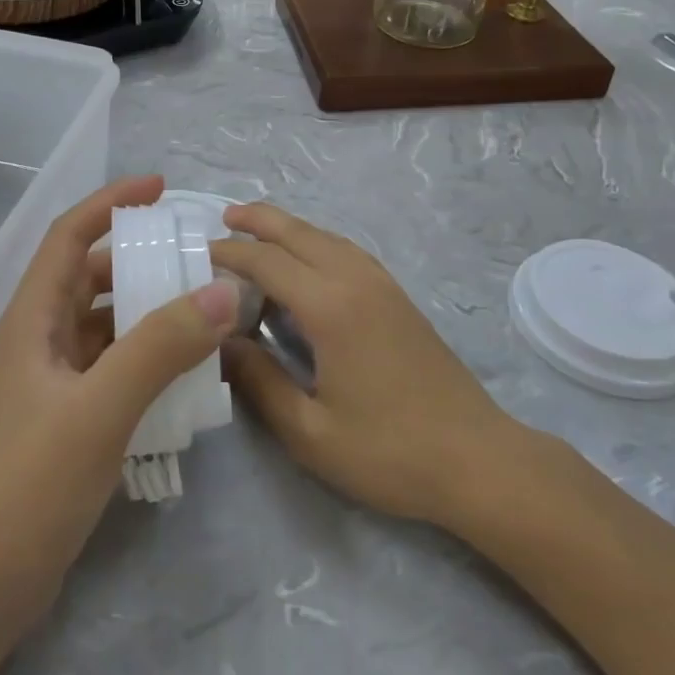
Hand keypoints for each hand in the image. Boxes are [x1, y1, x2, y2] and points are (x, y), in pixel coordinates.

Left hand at [0, 175, 238, 627]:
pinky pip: (114, 366)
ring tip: (203, 309)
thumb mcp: (101, 408)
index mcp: (33, 318)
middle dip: (140, 260)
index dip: (109, 203)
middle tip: (196, 258)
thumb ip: (161, 346)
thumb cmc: (29, 483)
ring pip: (107, 324)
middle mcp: (40, 339)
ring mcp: (53, 382)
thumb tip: (224, 291)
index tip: (159, 188)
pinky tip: (185, 372)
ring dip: (149, 311)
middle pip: (91, 277)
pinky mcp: (68, 419)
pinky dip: (148, 357)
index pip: (69, 236)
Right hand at [210, 203, 511, 528]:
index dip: (230, 253)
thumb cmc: (389, 451)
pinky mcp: (398, 297)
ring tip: (258, 230)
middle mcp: (356, 281)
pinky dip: (317, 242)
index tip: (197, 253)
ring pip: (327, 237)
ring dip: (289, 228)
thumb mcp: (311, 432)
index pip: (268, 261)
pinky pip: (348, 251)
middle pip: (299, 233)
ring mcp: (382, 285)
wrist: (477, 458)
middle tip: (223, 216)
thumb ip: (260, 382)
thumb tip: (222, 343)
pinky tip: (309, 260)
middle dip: (259, 220)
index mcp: (331, 307)